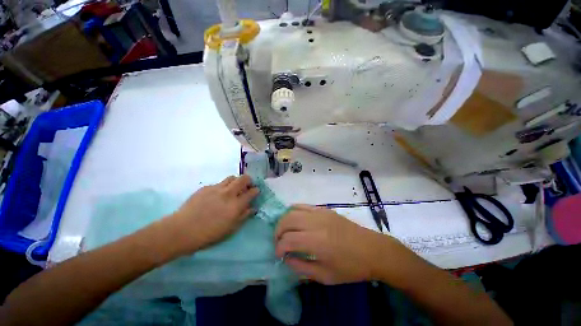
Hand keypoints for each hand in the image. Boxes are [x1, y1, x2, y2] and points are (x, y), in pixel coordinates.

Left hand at [163, 175, 258, 255]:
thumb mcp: (231, 229)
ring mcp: (217, 188)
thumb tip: (252, 208)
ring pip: (231, 177)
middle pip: (244, 178)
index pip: (252, 192)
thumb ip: (244, 216)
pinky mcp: (206, 187)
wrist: (182, 230)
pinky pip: (219, 183)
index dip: (256, 190)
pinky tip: (217, 195)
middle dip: (248, 180)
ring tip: (233, 189)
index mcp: (236, 204)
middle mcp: (229, 193)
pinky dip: (223, 187)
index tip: (256, 192)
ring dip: (236, 181)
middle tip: (246, 187)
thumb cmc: (209, 234)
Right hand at [275, 205, 403, 284]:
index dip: (279, 247)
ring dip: (284, 220)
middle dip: (278, 231)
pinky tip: (295, 220)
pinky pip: (304, 205)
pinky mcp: (325, 209)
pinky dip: (294, 211)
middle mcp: (316, 223)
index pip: (288, 240)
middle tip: (279, 242)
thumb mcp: (325, 276)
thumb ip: (301, 268)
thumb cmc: (351, 267)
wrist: (372, 250)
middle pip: (287, 220)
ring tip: (285, 231)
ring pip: (293, 210)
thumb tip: (286, 258)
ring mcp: (320, 213)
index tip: (279, 255)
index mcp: (317, 242)